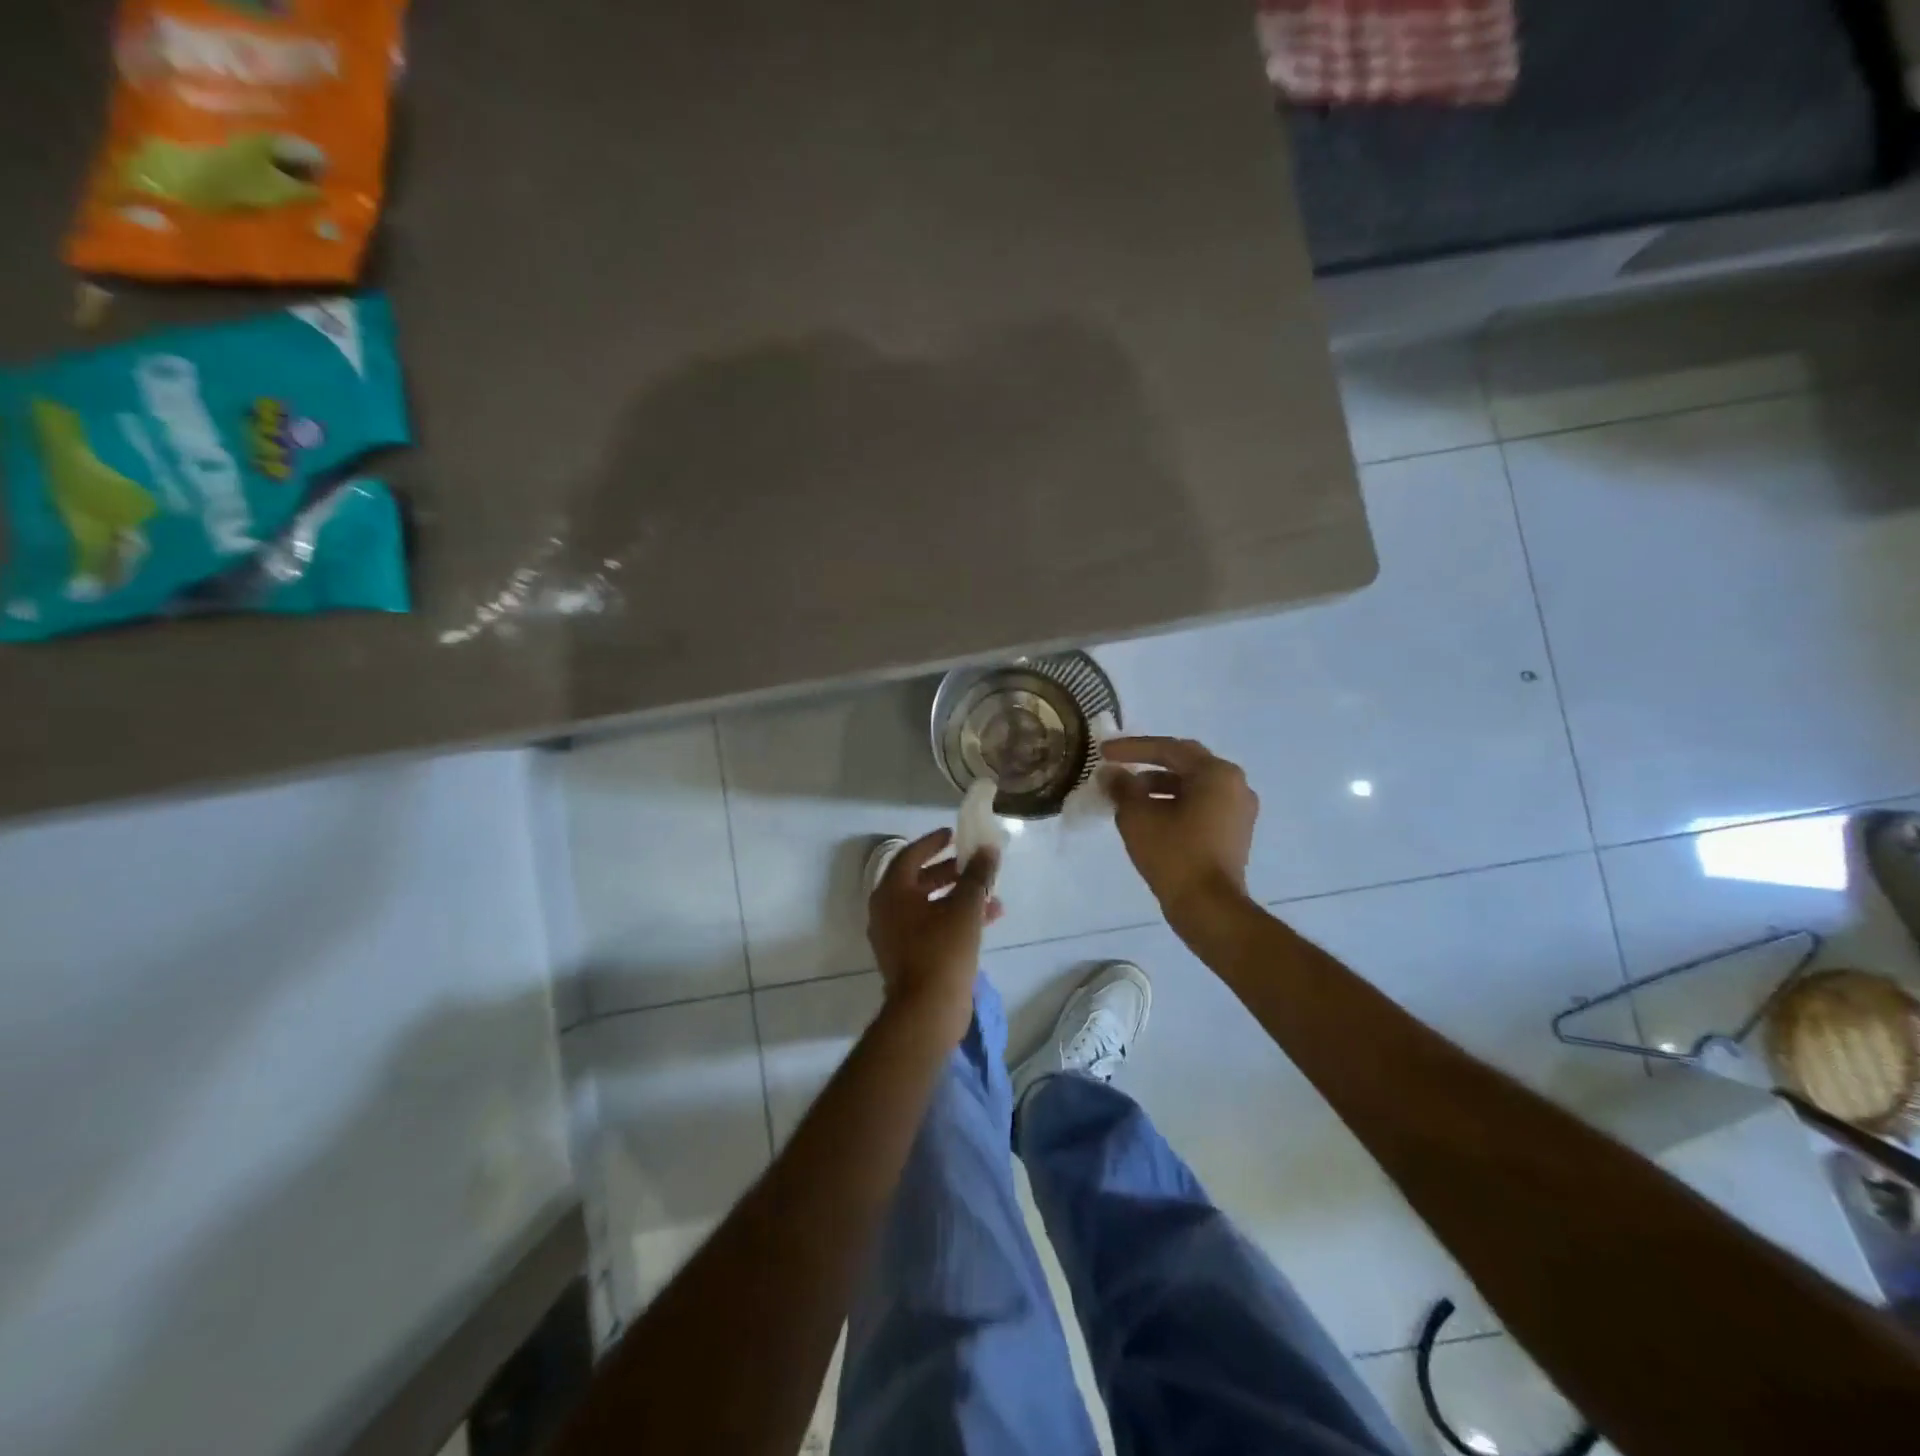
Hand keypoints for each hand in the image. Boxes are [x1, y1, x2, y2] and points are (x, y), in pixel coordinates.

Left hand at [866, 829, 1000, 1042]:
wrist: (927, 1012)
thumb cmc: (942, 951)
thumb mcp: (965, 908)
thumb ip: (977, 875)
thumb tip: (988, 849)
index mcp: (891, 893)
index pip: (910, 855)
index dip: (933, 842)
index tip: (954, 835)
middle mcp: (887, 911)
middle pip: (919, 880)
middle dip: (951, 871)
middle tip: (974, 864)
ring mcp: (896, 936)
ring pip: (929, 905)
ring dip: (959, 896)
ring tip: (991, 895)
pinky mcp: (909, 956)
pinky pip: (931, 926)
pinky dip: (954, 918)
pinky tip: (986, 920)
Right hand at [1101, 736, 1257, 922]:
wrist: (1209, 908)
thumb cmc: (1174, 854)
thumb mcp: (1138, 816)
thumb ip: (1122, 788)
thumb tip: (1110, 773)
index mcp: (1216, 773)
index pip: (1168, 749)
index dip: (1132, 748)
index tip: (1103, 752)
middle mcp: (1235, 785)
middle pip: (1184, 764)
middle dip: (1148, 763)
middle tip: (1118, 766)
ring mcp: (1239, 810)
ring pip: (1193, 786)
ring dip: (1160, 786)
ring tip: (1128, 796)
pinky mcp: (1234, 833)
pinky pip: (1201, 806)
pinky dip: (1175, 804)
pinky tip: (1149, 816)